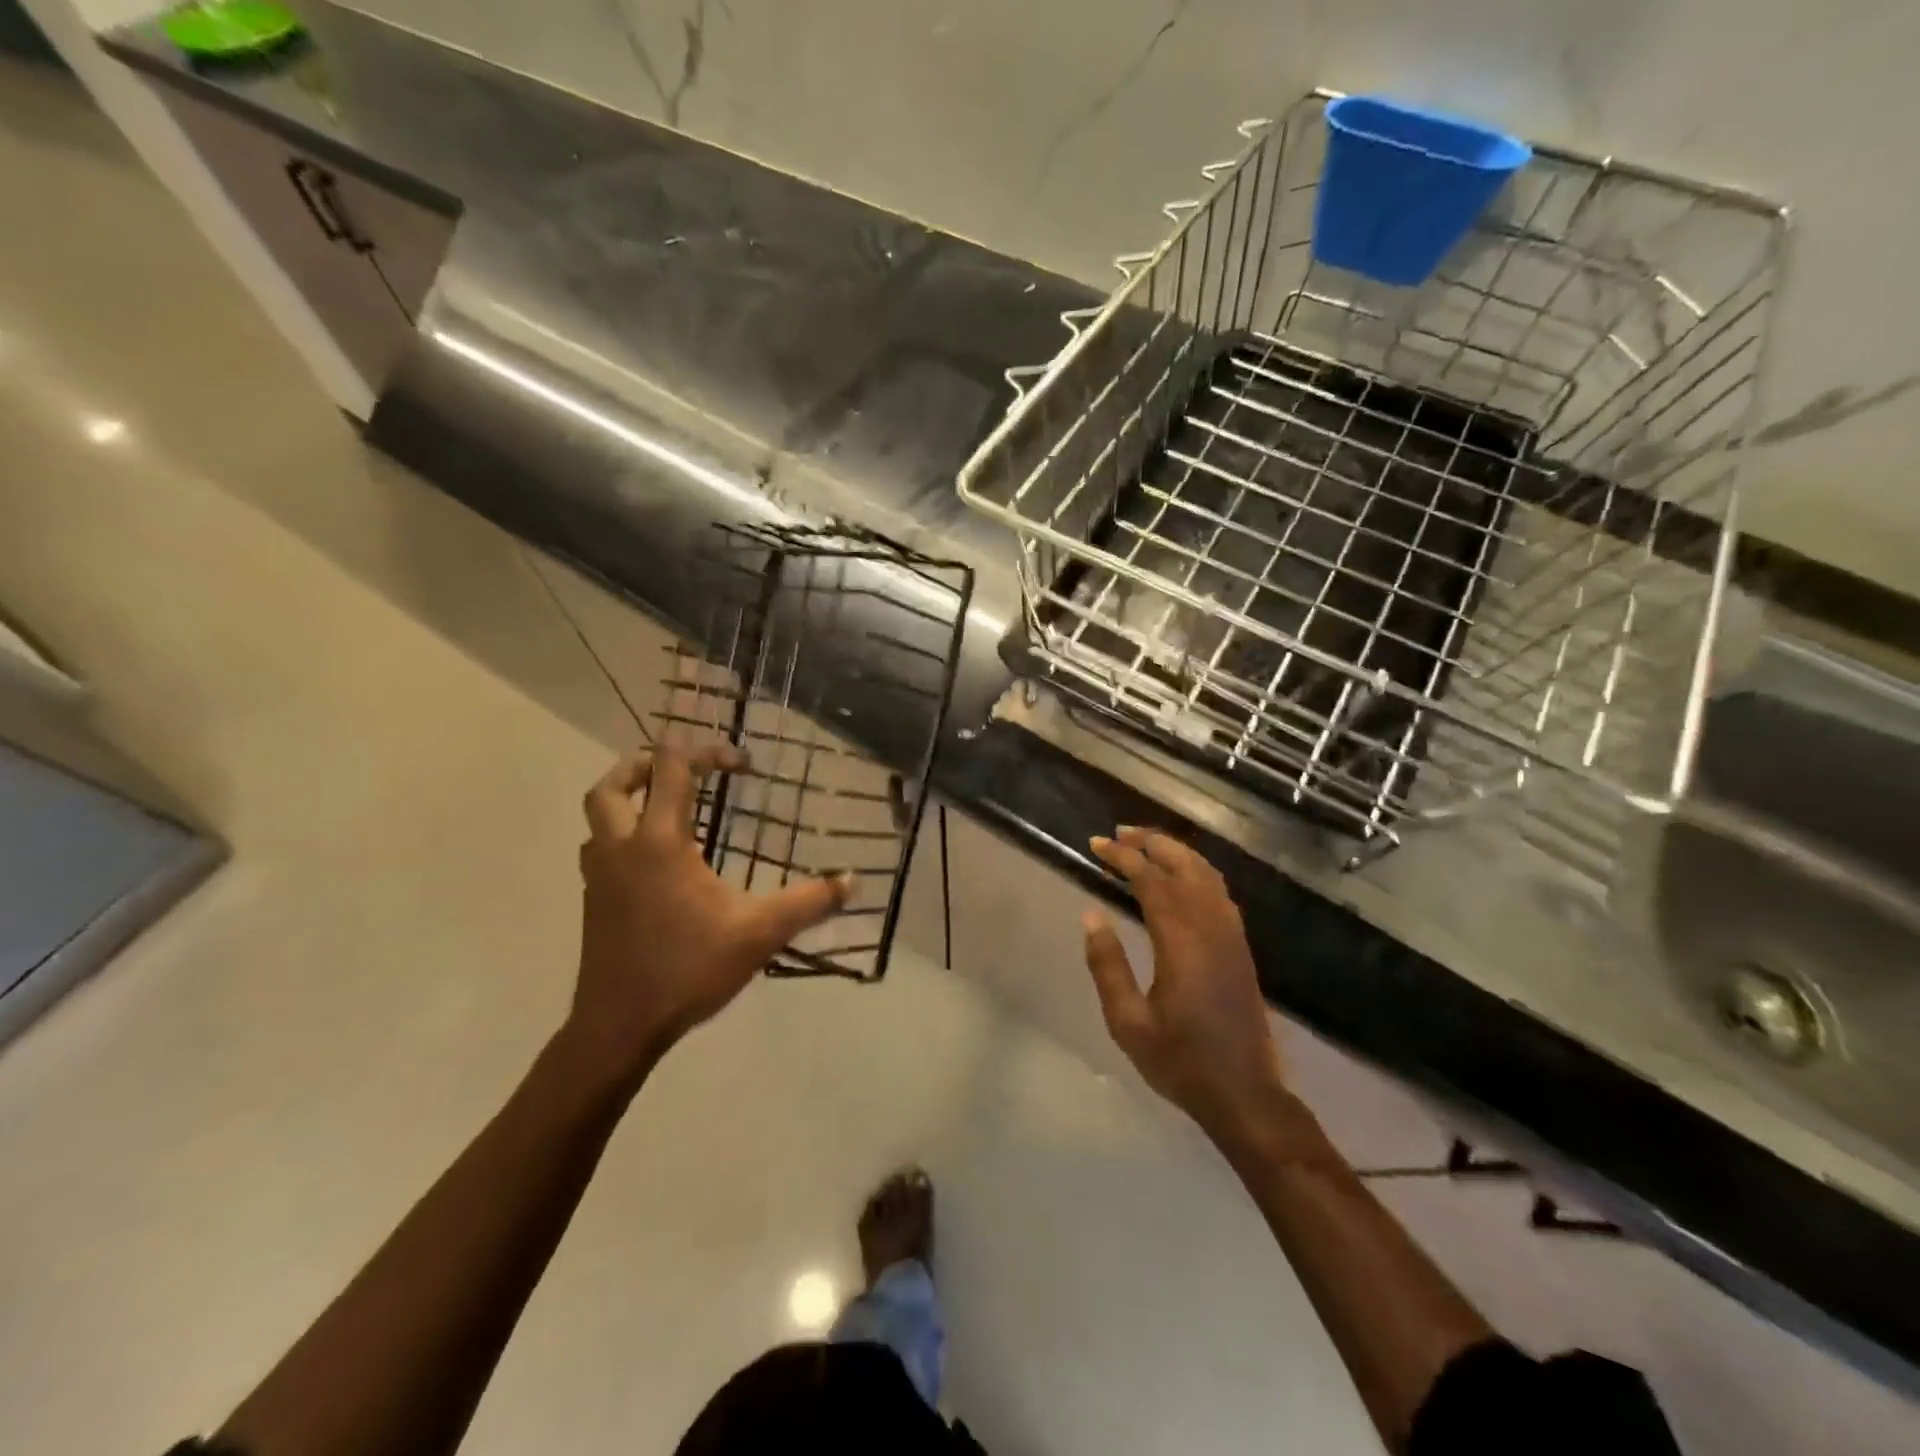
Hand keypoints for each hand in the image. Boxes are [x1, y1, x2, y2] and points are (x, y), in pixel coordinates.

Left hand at [567, 743, 850, 1087]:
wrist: (619, 1026)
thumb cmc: (688, 969)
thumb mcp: (759, 933)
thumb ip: (808, 902)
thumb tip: (852, 881)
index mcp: (659, 842)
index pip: (672, 768)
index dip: (706, 752)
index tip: (741, 765)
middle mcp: (622, 847)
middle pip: (613, 784)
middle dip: (646, 764)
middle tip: (684, 771)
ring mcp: (600, 875)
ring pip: (598, 816)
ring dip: (626, 798)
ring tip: (666, 807)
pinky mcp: (593, 901)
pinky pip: (599, 848)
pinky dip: (621, 835)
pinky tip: (654, 861)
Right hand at [1083, 827, 1289, 1142]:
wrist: (1244, 1094)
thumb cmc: (1180, 1060)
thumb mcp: (1128, 1021)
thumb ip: (1108, 965)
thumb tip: (1091, 916)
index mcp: (1182, 942)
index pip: (1151, 880)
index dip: (1123, 857)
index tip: (1096, 844)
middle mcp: (1211, 928)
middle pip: (1183, 866)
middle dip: (1151, 842)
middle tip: (1119, 832)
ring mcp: (1231, 936)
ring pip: (1206, 875)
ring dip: (1176, 852)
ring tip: (1146, 844)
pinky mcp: (1241, 948)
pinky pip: (1220, 892)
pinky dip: (1197, 871)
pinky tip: (1183, 876)